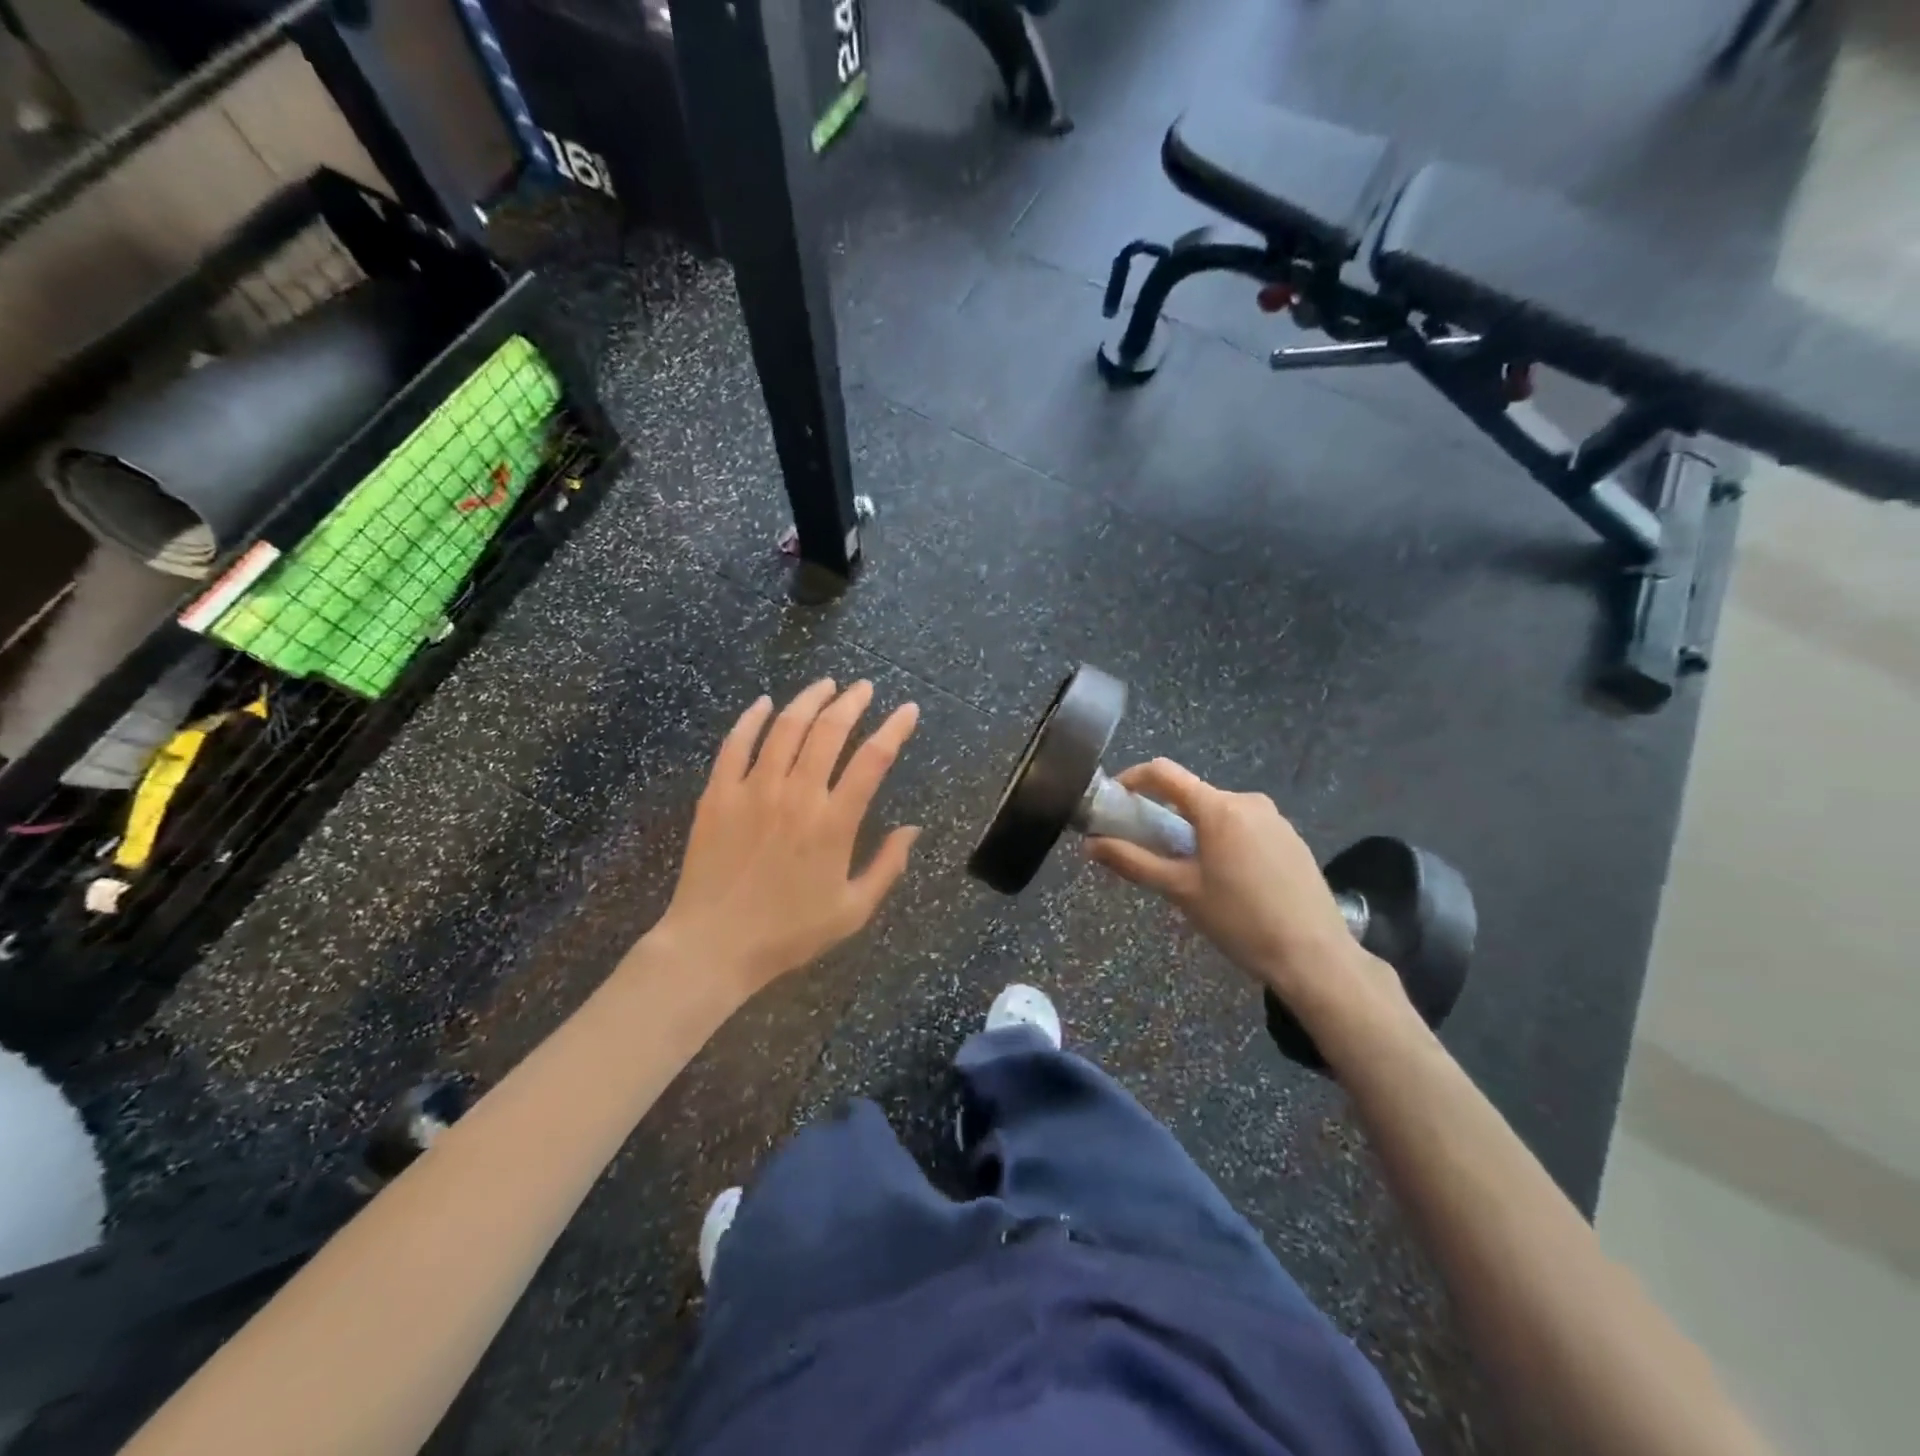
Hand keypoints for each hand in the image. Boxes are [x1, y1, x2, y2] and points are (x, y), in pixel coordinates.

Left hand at [651, 680, 920, 996]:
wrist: (713, 946)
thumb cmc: (788, 933)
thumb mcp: (852, 911)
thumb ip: (887, 867)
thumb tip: (913, 829)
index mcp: (834, 823)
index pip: (873, 760)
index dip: (895, 728)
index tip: (909, 710)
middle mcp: (796, 795)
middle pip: (829, 731)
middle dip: (852, 702)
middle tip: (865, 688)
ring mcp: (753, 790)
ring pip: (785, 727)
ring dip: (809, 700)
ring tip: (826, 685)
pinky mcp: (718, 794)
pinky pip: (735, 744)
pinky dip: (751, 718)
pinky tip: (764, 703)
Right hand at [1086, 760, 1400, 1030]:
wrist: (1315, 956)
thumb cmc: (1240, 921)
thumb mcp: (1180, 891)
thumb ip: (1133, 862)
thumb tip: (1091, 844)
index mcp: (1218, 808)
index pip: (1164, 773)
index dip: (1132, 779)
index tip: (1114, 800)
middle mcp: (1248, 801)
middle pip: (1192, 795)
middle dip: (1164, 815)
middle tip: (1148, 850)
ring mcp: (1275, 819)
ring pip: (1219, 813)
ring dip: (1195, 831)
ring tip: (1188, 873)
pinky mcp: (1292, 839)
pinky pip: (1245, 827)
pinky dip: (1224, 841)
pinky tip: (1228, 881)